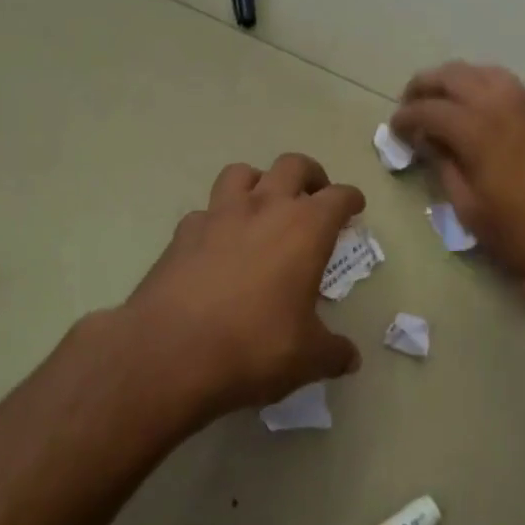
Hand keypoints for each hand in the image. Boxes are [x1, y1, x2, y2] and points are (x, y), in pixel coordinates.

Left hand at [113, 154, 365, 422]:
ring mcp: (218, 216)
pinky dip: (217, 220)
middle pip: (292, 165)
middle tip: (315, 196)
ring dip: (258, 182)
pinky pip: (205, 212)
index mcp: (304, 229)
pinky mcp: (182, 233)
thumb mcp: (306, 358)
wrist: (169, 353)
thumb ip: (333, 353)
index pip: (337, 197)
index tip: (354, 206)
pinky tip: (217, 244)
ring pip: (242, 173)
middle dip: (310, 175)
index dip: (350, 199)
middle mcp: (263, 208)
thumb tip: (350, 359)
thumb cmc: (253, 347)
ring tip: (263, 206)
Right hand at [390, 62, 524, 280]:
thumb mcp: (475, 215)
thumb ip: (447, 172)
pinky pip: (506, 85)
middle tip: (409, 106)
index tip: (393, 130)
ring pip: (482, 72)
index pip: (428, 110)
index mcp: (478, 130)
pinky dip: (482, 87)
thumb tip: (431, 146)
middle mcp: (501, 105)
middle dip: (424, 86)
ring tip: (442, 104)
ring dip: (455, 81)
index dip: (404, 118)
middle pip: (453, 75)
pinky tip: (478, 112)